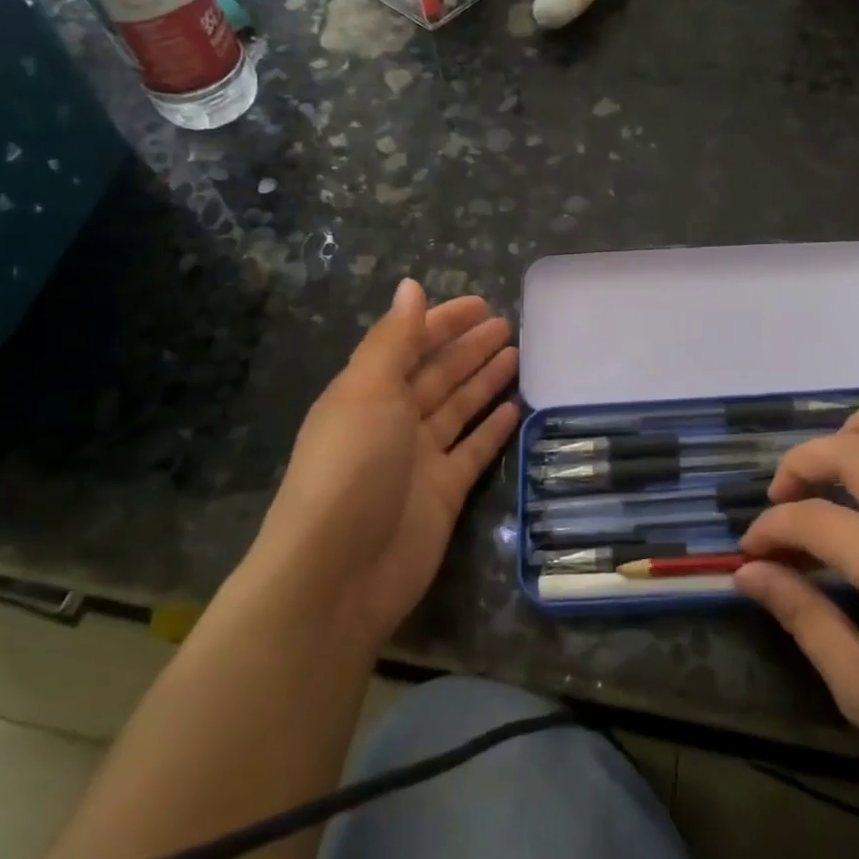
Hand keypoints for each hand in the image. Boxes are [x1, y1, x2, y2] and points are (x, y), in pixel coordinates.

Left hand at [249, 279, 519, 649]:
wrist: (340, 571)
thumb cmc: (351, 467)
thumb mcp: (368, 391)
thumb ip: (394, 339)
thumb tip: (410, 286)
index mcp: (367, 392)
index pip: (409, 344)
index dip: (443, 322)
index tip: (482, 303)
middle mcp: (392, 420)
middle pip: (438, 374)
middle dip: (469, 348)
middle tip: (509, 325)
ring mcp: (420, 458)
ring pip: (459, 408)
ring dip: (485, 381)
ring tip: (518, 355)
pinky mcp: (444, 492)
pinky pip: (474, 450)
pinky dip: (493, 429)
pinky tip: (517, 407)